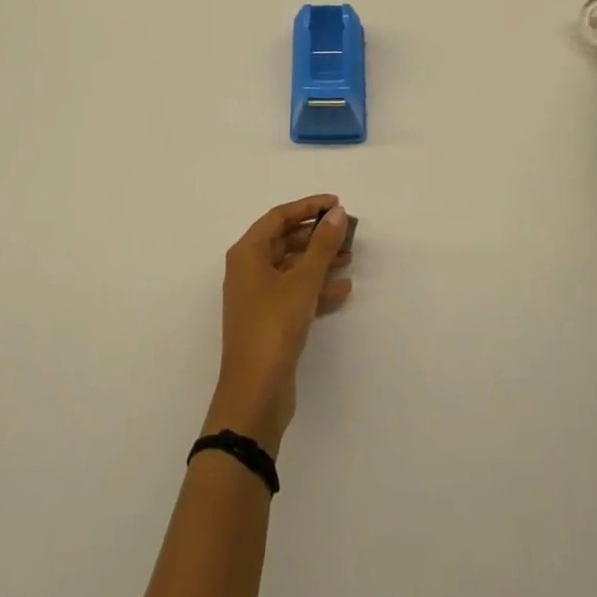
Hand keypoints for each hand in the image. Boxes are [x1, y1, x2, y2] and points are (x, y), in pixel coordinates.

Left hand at [204, 197, 353, 454]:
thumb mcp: (303, 282)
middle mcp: (248, 269)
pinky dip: (316, 288)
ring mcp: (257, 296)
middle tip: (347, 232)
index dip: (308, 206)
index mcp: (247, 252)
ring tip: (350, 258)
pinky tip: (343, 290)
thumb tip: (336, 213)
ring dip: (319, 261)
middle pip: (285, 240)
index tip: (337, 204)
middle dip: (316, 235)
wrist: (255, 393)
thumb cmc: (274, 326)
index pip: (279, 216)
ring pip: (292, 267)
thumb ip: (322, 245)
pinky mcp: (268, 320)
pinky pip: (294, 292)